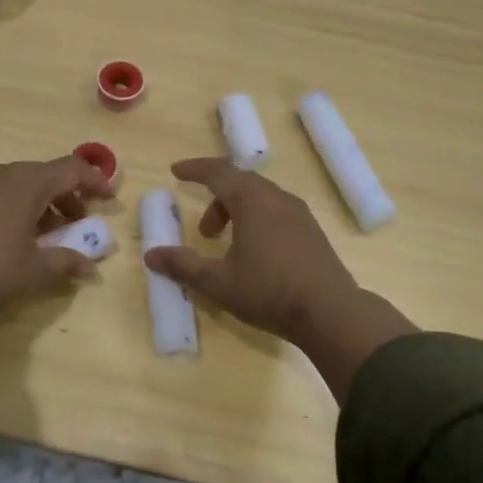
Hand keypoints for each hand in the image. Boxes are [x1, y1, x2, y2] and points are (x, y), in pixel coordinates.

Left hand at [0, 155, 113, 354]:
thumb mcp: (35, 270)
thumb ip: (67, 263)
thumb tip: (91, 267)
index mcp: (26, 182)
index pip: (70, 169)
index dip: (94, 181)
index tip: (109, 199)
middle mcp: (0, 173)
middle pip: (43, 175)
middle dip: (66, 197)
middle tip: (79, 222)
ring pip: (17, 184)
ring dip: (39, 204)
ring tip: (46, 235)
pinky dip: (13, 207)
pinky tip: (11, 236)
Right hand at [145, 158, 414, 400]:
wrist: (331, 313)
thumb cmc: (269, 292)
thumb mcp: (218, 282)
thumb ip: (183, 265)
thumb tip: (151, 255)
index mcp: (253, 201)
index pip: (218, 172)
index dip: (195, 170)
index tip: (176, 172)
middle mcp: (277, 198)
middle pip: (240, 182)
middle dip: (215, 197)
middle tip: (203, 229)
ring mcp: (299, 214)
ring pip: (260, 197)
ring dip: (236, 211)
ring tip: (227, 245)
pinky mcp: (312, 231)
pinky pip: (276, 210)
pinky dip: (256, 218)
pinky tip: (254, 251)